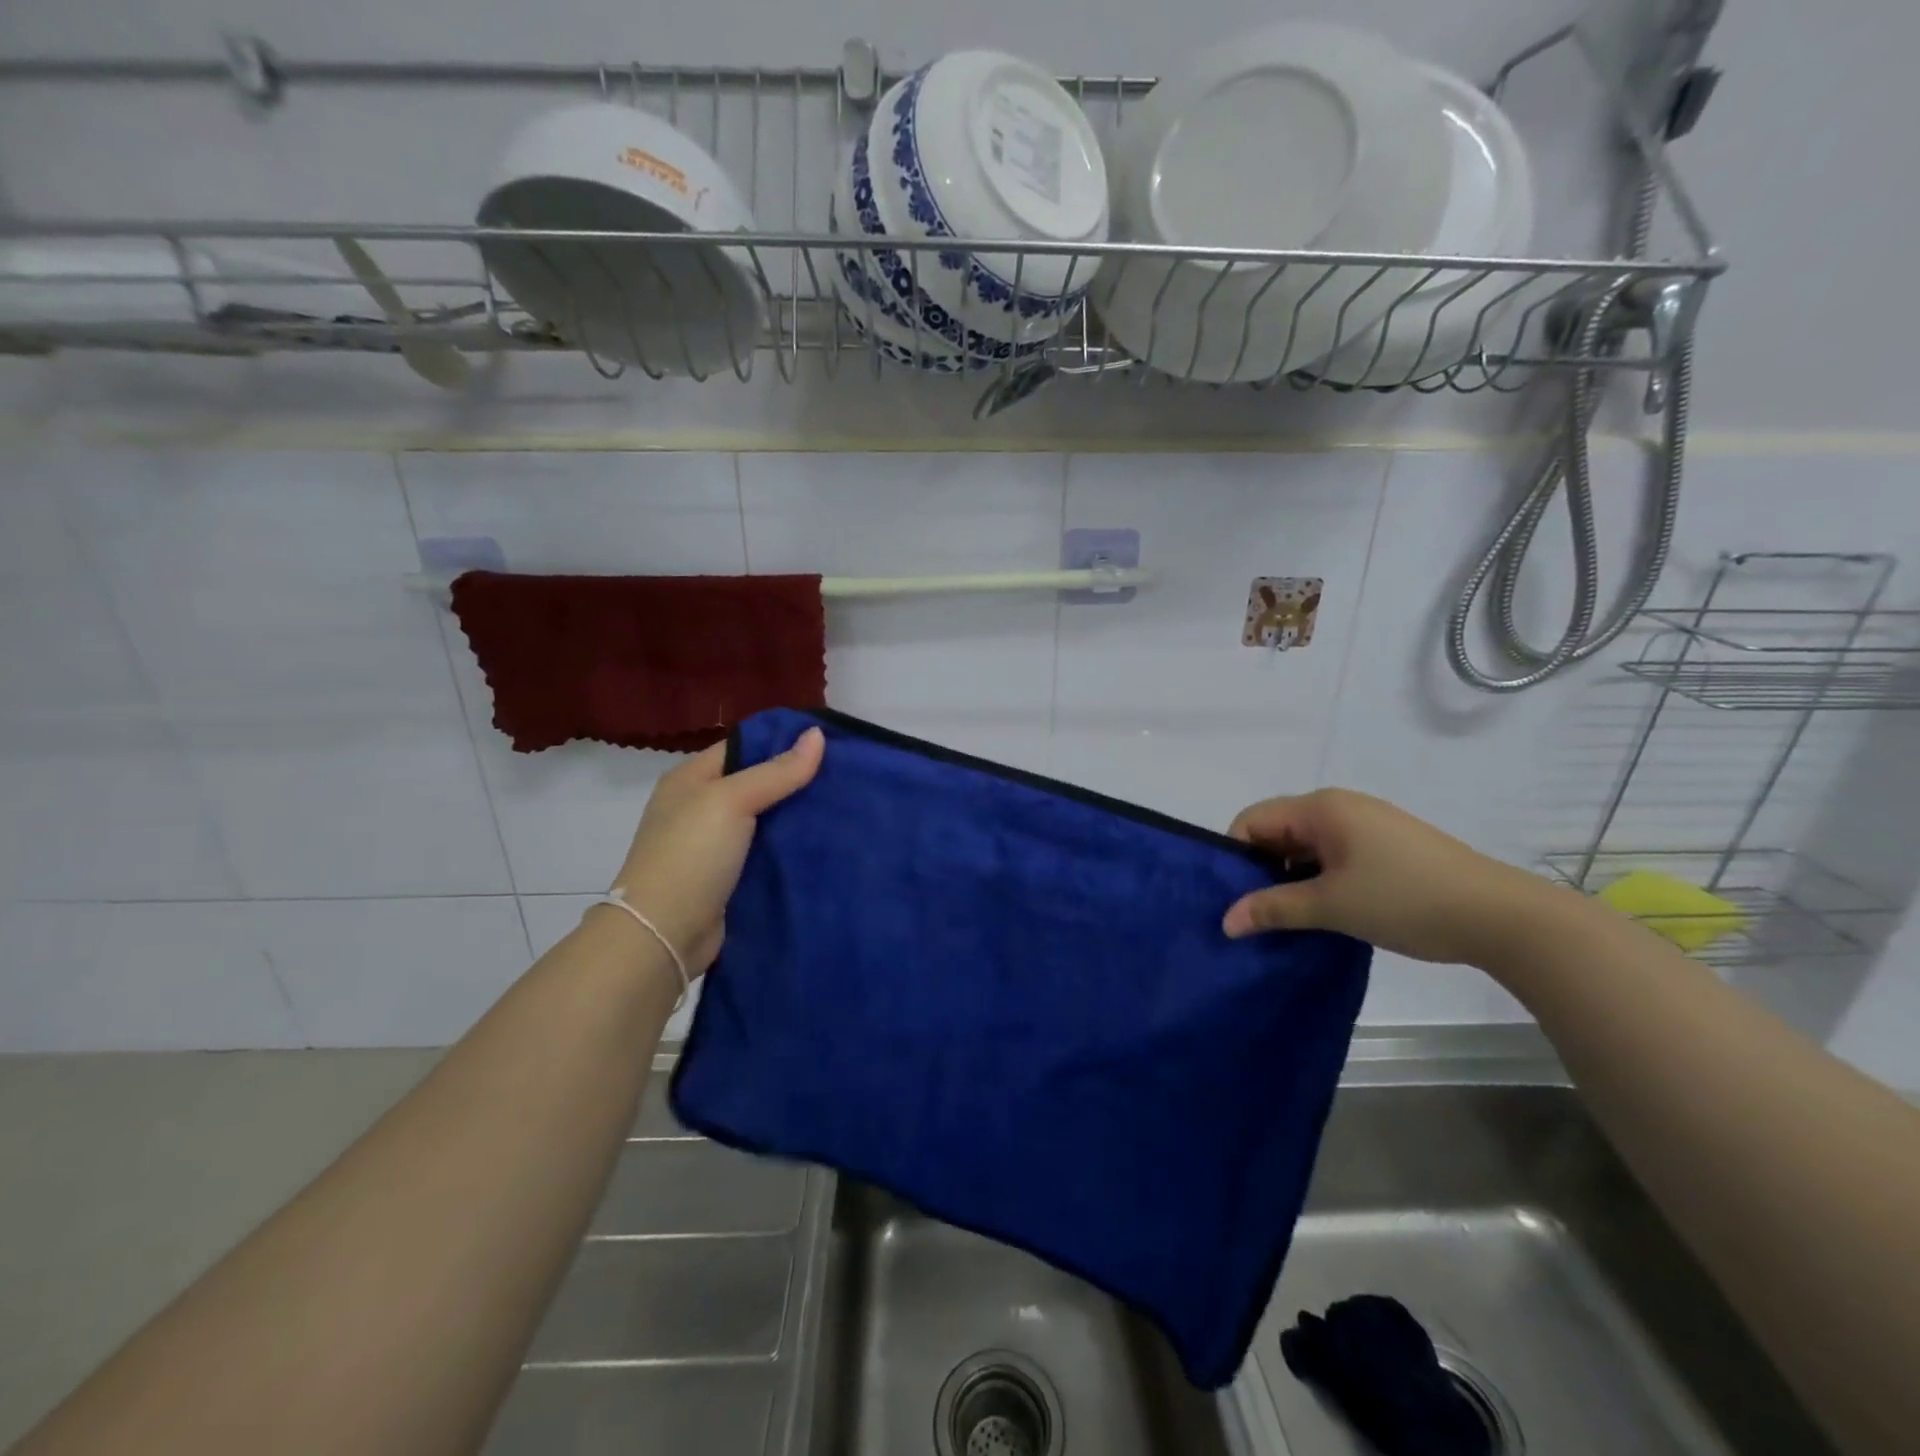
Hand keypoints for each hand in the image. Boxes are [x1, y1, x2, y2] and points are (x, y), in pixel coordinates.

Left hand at [608, 727, 824, 973]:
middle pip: (757, 784)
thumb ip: (776, 771)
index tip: (828, 743)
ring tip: (844, 806)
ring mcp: (714, 846)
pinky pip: (767, 853)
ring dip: (798, 817)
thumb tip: (817, 733)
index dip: (782, 742)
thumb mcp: (732, 801)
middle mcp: (700, 808)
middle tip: (843, 776)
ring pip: (766, 821)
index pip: (743, 747)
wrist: (664, 935)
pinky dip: (791, 849)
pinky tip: (825, 844)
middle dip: (796, 781)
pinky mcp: (730, 879)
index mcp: (690, 780)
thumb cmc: (691, 855)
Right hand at [1221, 788, 1553, 965]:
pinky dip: (1319, 876)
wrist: (1501, 916)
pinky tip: (1329, 909)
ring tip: (1293, 916)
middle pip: (1277, 829)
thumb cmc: (1405, 900)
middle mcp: (1340, 805)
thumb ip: (1273, 909)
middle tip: (1260, 912)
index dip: (1235, 857)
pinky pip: (1334, 852)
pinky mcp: (1388, 844)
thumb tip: (1225, 921)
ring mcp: (1367, 823)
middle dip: (1261, 868)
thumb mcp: (1331, 906)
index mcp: (1320, 808)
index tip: (1237, 898)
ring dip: (1292, 876)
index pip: (1252, 820)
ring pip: (1306, 844)